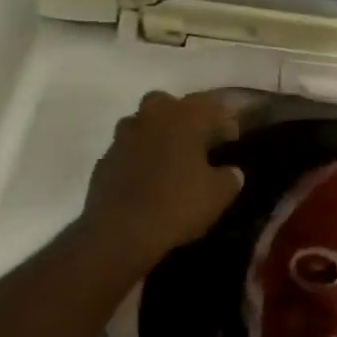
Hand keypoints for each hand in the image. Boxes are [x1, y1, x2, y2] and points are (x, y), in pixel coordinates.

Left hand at [80, 91, 243, 268]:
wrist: (120, 233)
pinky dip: (139, 158)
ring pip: (143, 124)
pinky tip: (149, 180)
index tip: (232, 140)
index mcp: (183, 118)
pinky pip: (128, 150)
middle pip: (168, 104)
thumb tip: (231, 171)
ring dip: (157, 135)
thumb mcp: (219, 194)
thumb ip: (230, 176)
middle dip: (184, 117)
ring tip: (171, 160)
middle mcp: (150, 118)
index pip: (210, 105)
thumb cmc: (177, 205)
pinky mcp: (104, 161)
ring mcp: (122, 138)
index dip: (224, 121)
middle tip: (197, 141)